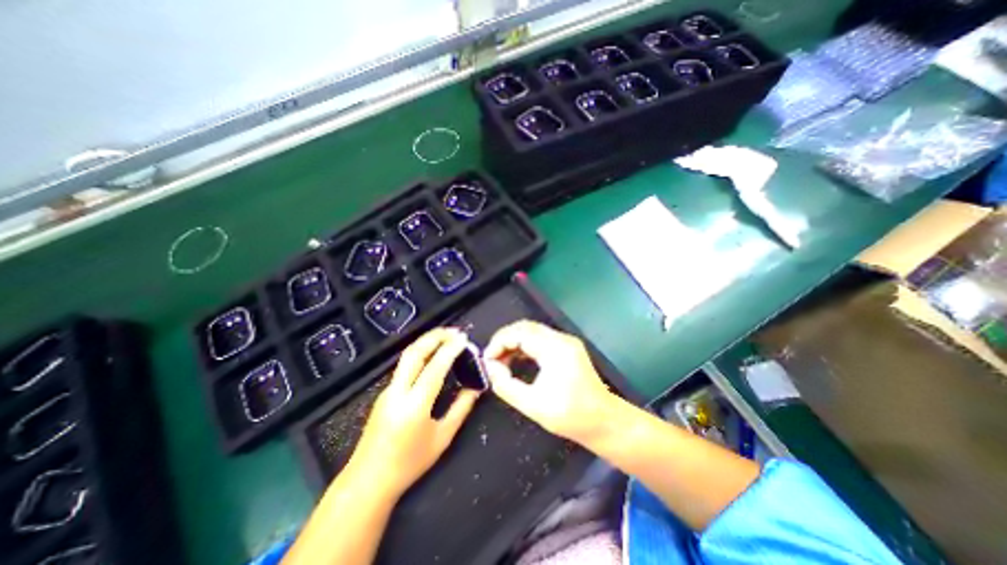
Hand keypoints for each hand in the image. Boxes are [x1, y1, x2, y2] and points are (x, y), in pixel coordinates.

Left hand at [350, 326, 480, 498]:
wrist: (368, 480)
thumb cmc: (409, 463)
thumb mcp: (442, 438)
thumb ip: (461, 409)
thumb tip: (476, 387)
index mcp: (414, 406)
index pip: (435, 368)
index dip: (450, 350)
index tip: (464, 339)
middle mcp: (398, 392)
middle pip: (414, 353)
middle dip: (435, 336)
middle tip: (454, 331)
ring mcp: (388, 390)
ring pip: (407, 356)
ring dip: (426, 341)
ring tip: (445, 336)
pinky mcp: (385, 392)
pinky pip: (404, 365)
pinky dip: (421, 353)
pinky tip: (432, 355)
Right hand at [483, 320, 617, 443]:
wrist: (605, 421)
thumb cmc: (571, 416)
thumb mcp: (533, 405)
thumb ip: (506, 386)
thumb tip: (491, 369)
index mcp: (555, 349)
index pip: (519, 333)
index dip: (499, 342)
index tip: (487, 360)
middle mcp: (561, 339)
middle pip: (525, 327)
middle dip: (504, 339)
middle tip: (492, 359)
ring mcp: (565, 342)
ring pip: (532, 331)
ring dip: (514, 342)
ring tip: (500, 360)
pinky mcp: (567, 348)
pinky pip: (540, 339)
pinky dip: (524, 345)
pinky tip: (516, 359)